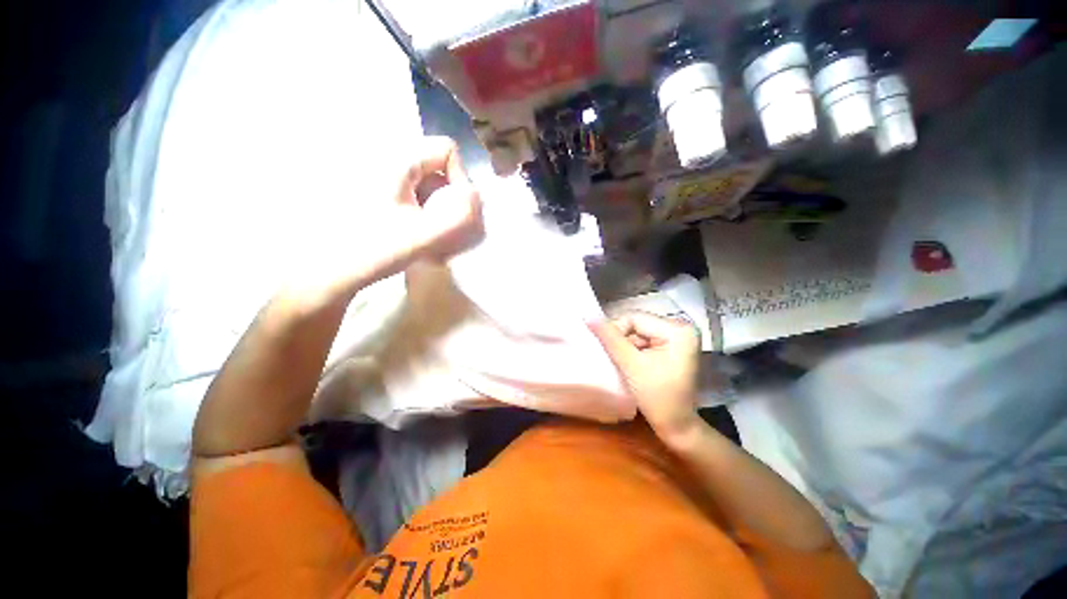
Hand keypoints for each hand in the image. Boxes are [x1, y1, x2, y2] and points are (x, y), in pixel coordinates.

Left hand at [287, 136, 482, 301]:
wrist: (328, 273)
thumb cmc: (373, 250)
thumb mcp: (423, 235)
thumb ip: (459, 217)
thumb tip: (478, 197)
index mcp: (396, 159)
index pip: (446, 150)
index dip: (460, 179)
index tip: (454, 212)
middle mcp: (388, 160)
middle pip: (438, 169)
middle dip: (450, 200)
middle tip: (444, 231)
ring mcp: (382, 178)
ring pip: (429, 185)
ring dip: (438, 211)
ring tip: (431, 239)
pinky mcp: (378, 195)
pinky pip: (416, 197)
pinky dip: (425, 216)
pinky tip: (418, 238)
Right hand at [590, 312, 701, 443]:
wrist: (676, 426)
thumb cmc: (657, 397)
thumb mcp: (630, 364)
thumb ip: (609, 338)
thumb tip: (588, 315)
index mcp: (677, 329)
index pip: (634, 318)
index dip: (615, 331)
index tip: (606, 350)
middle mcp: (681, 327)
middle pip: (637, 323)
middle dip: (621, 339)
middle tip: (613, 357)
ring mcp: (678, 337)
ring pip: (638, 331)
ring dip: (625, 345)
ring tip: (621, 362)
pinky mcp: (672, 346)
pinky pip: (644, 339)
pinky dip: (633, 349)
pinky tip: (629, 363)